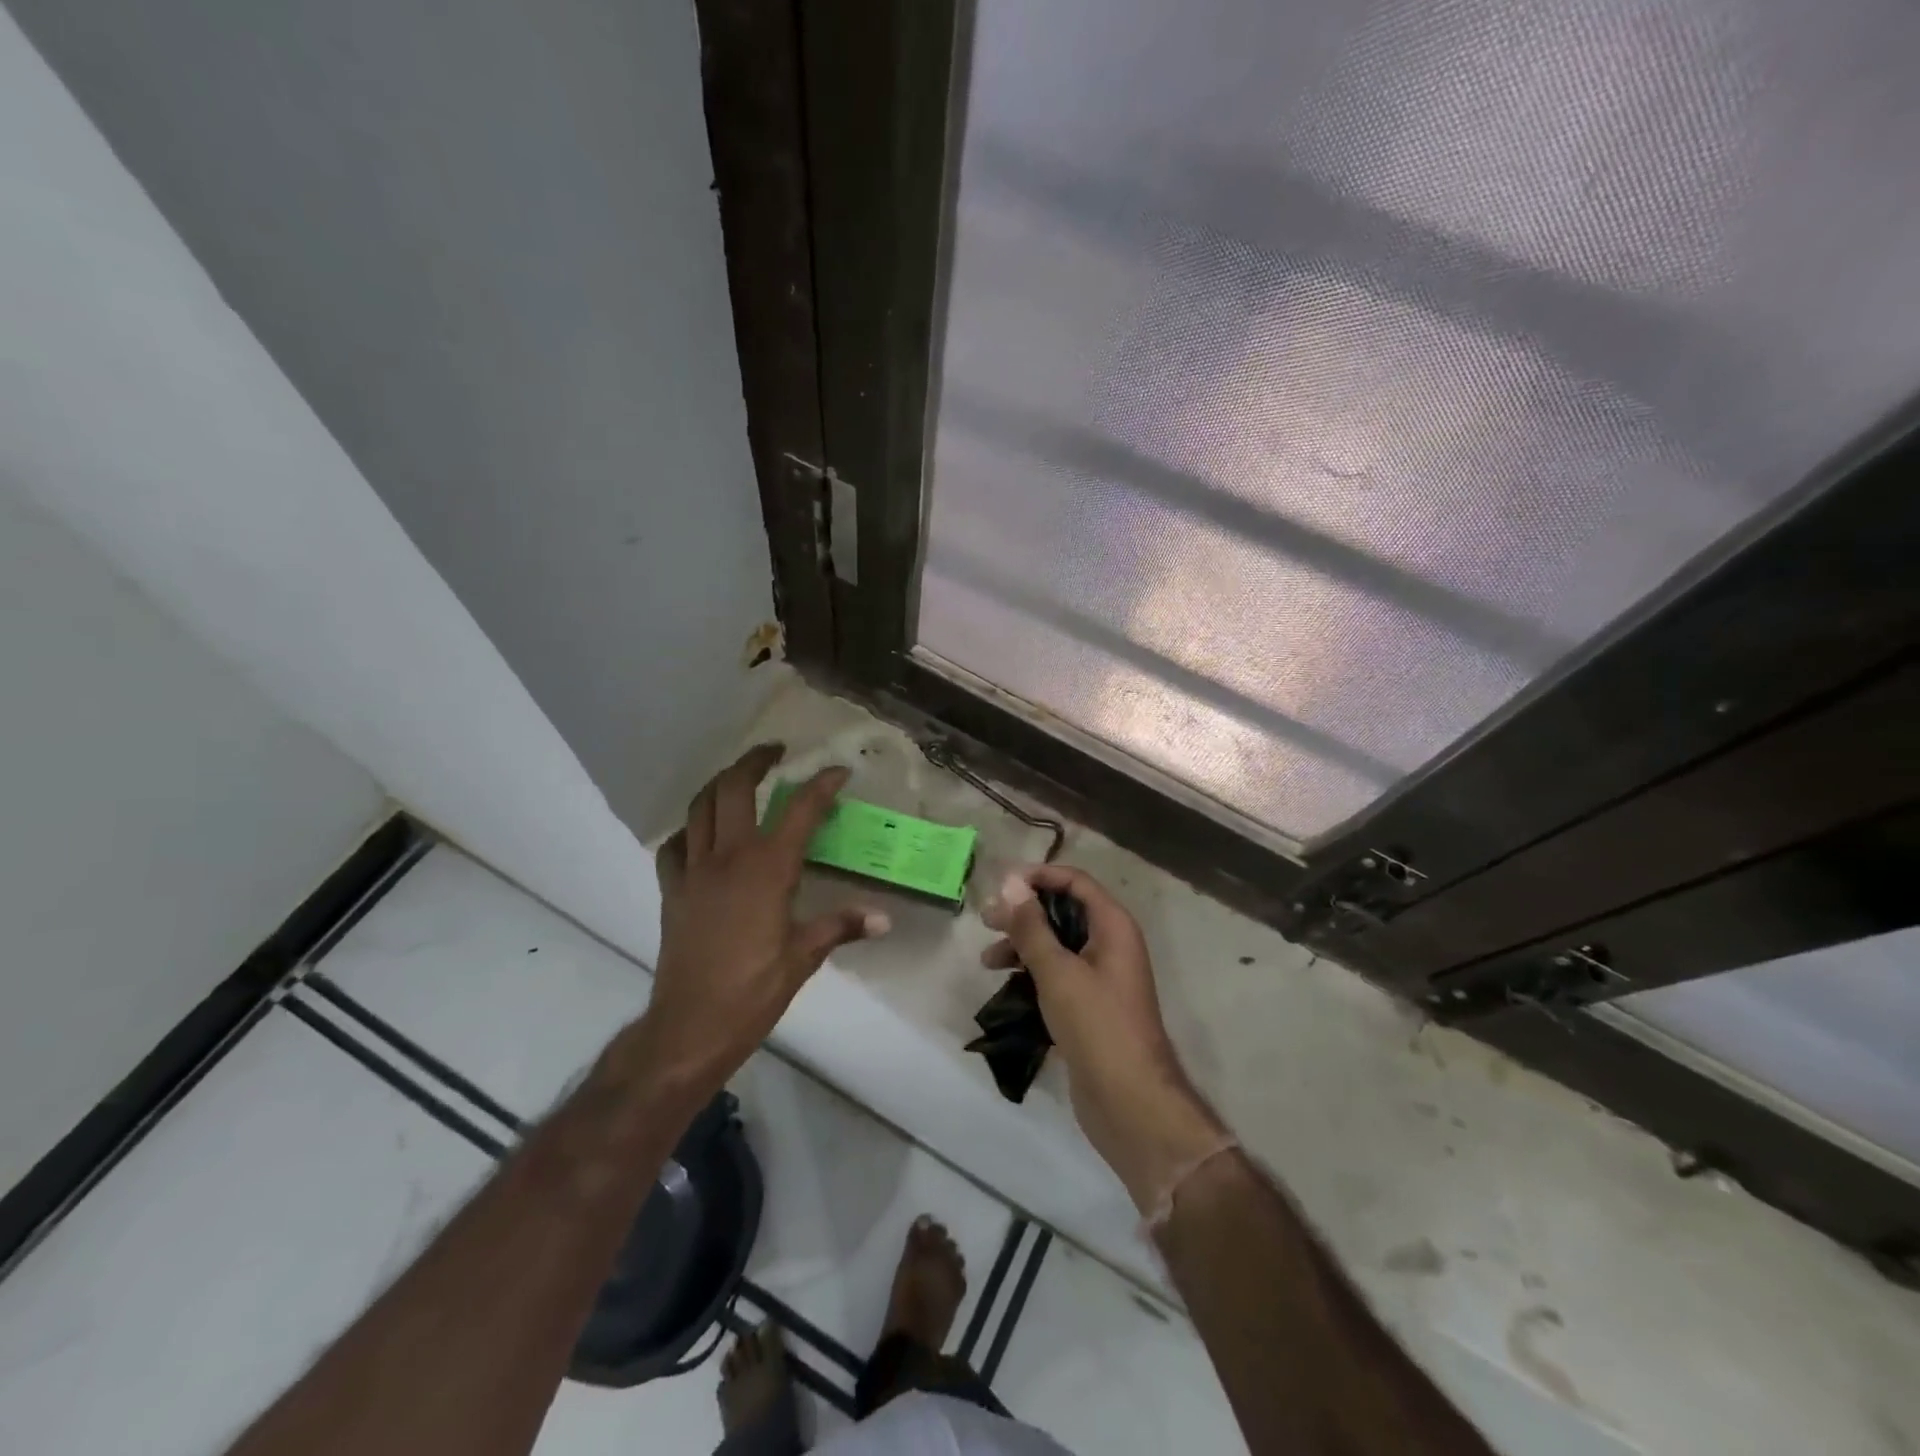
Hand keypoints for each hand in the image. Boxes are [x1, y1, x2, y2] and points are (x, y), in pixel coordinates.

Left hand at [638, 744, 888, 1095]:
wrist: (691, 1025)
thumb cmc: (754, 990)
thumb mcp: (804, 956)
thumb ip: (842, 926)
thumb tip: (884, 919)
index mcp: (768, 869)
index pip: (800, 811)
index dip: (821, 785)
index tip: (837, 771)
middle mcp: (728, 857)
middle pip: (735, 789)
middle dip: (755, 761)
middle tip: (774, 752)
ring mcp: (694, 871)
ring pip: (699, 808)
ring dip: (719, 784)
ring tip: (737, 778)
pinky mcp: (671, 891)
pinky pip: (674, 846)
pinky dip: (688, 831)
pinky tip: (700, 836)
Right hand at [983, 865, 1226, 1213]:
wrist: (1130, 1102)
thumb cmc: (1096, 1025)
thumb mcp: (1058, 971)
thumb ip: (1032, 927)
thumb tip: (1012, 883)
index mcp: (1113, 927)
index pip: (1076, 883)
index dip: (1040, 877)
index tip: (1002, 884)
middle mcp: (1111, 945)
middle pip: (1064, 913)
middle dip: (1024, 914)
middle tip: (986, 921)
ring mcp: (1102, 978)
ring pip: (1058, 947)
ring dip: (1023, 947)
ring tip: (987, 961)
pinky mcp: (1090, 1008)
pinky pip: (1058, 976)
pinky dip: (1033, 975)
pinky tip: (1006, 988)